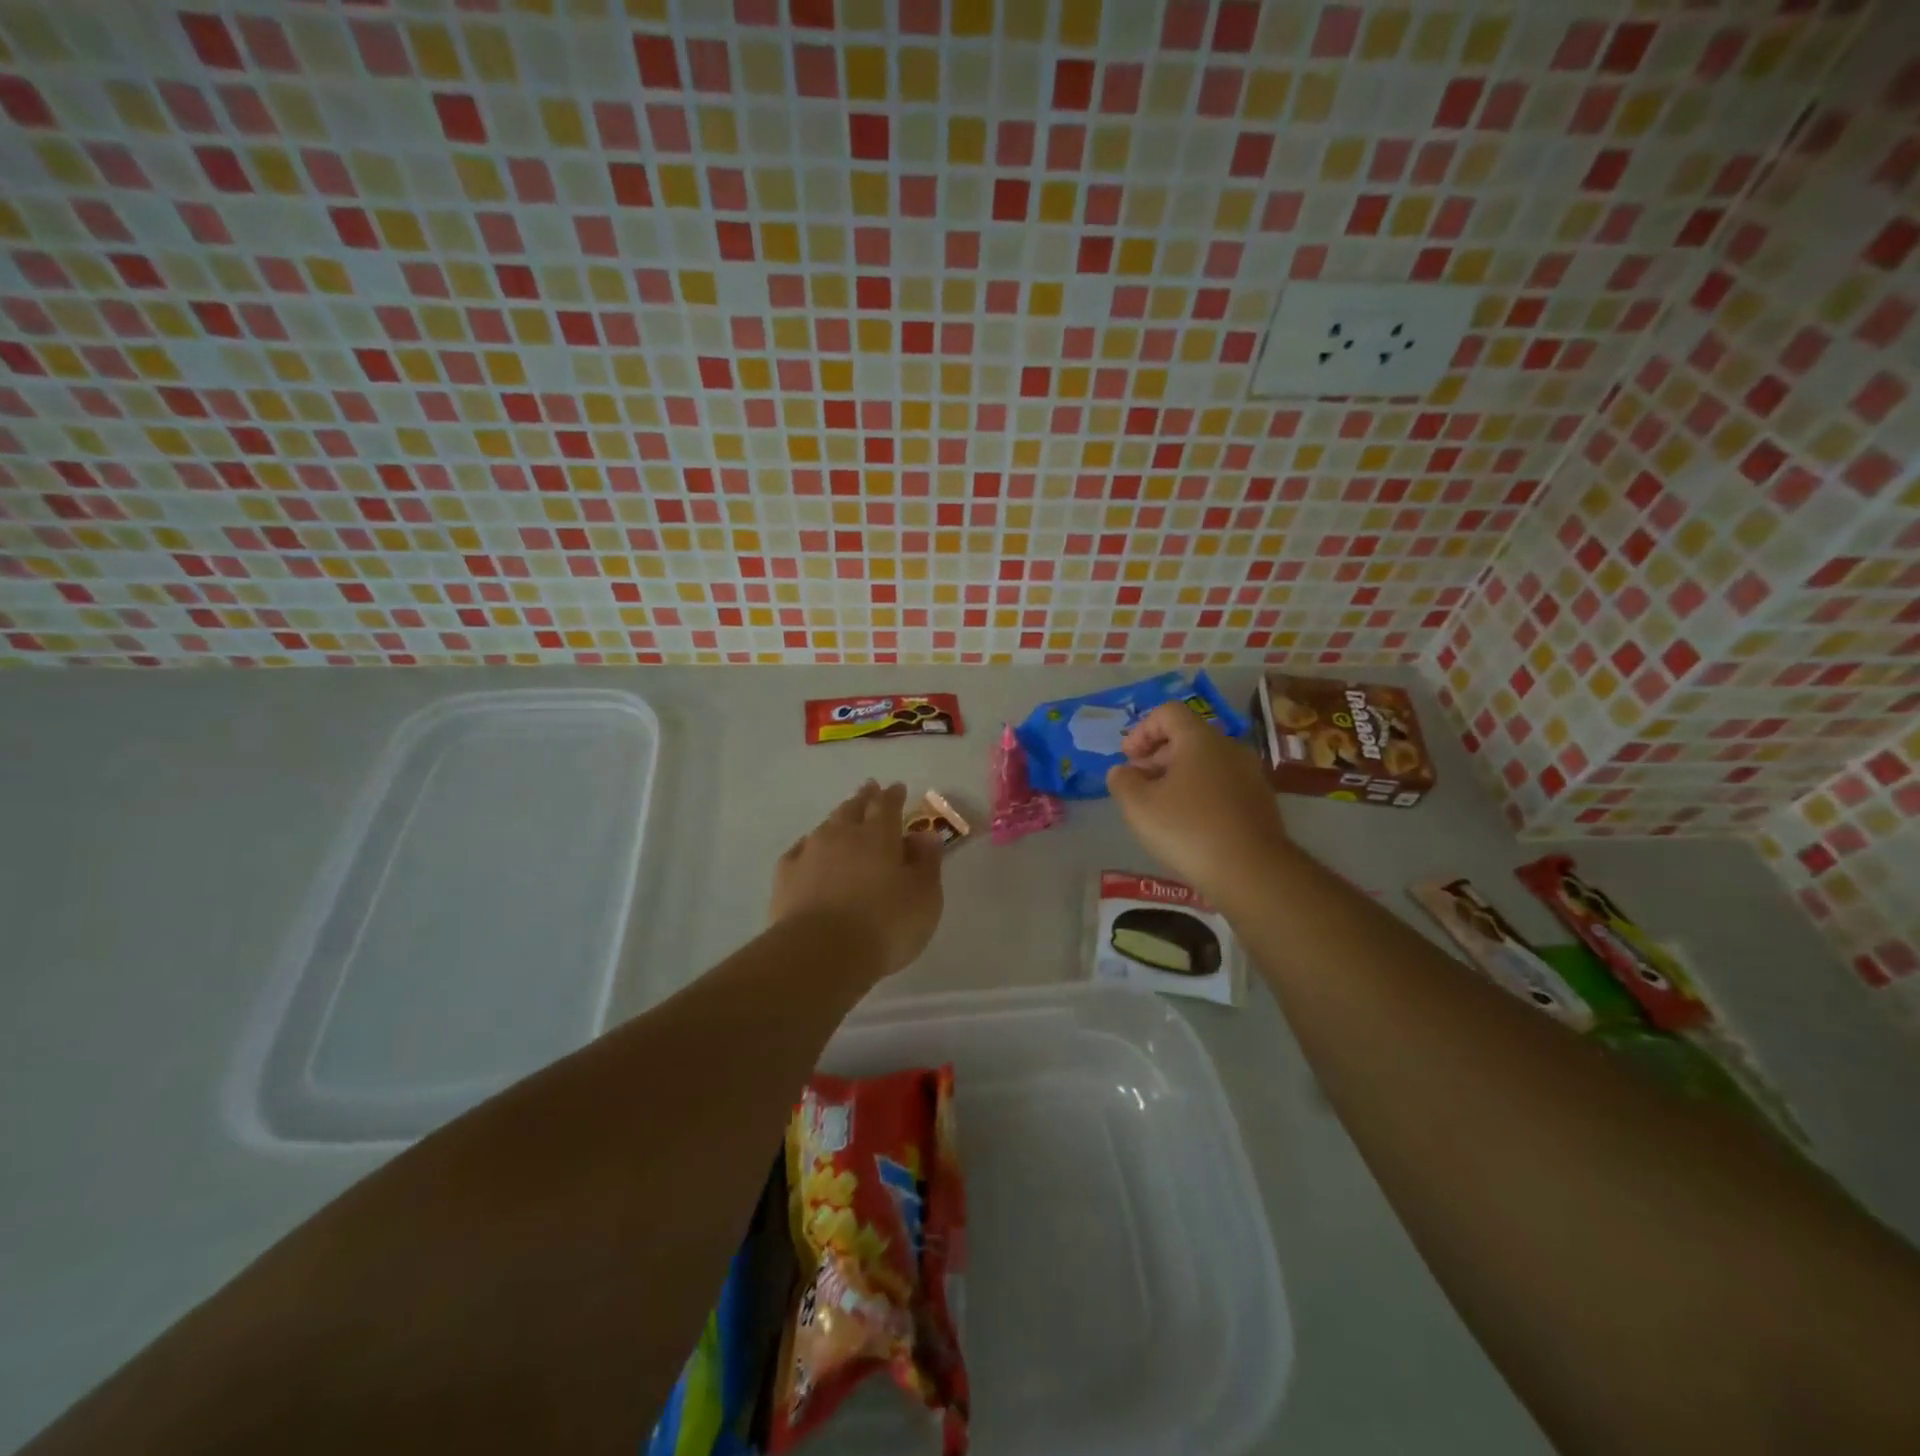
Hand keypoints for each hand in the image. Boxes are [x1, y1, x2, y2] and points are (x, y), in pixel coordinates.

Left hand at [770, 781, 944, 979]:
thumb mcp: (924, 897)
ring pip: (826, 826)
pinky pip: (800, 850)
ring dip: (837, 820)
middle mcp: (842, 834)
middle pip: (853, 808)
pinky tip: (810, 852)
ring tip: (843, 819)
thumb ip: (927, 863)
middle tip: (869, 790)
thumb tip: (926, 836)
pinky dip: (810, 847)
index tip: (897, 788)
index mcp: (879, 835)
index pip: (887, 805)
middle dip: (864, 798)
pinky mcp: (785, 876)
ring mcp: (810, 852)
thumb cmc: (885, 924)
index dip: (893, 795)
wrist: (821, 952)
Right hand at [1107, 702, 1293, 908]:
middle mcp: (1229, 748)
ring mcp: (1250, 775)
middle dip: (1157, 756)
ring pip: (1206, 763)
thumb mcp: (1138, 805)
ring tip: (1160, 807)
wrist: (1251, 871)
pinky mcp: (1260, 802)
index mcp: (1200, 739)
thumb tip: (1122, 771)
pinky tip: (1188, 825)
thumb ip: (1122, 781)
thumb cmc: (1188, 829)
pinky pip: (1222, 785)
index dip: (1141, 730)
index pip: (1168, 712)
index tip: (1128, 758)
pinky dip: (1200, 793)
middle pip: (1188, 737)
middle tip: (1138, 784)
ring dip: (1178, 776)